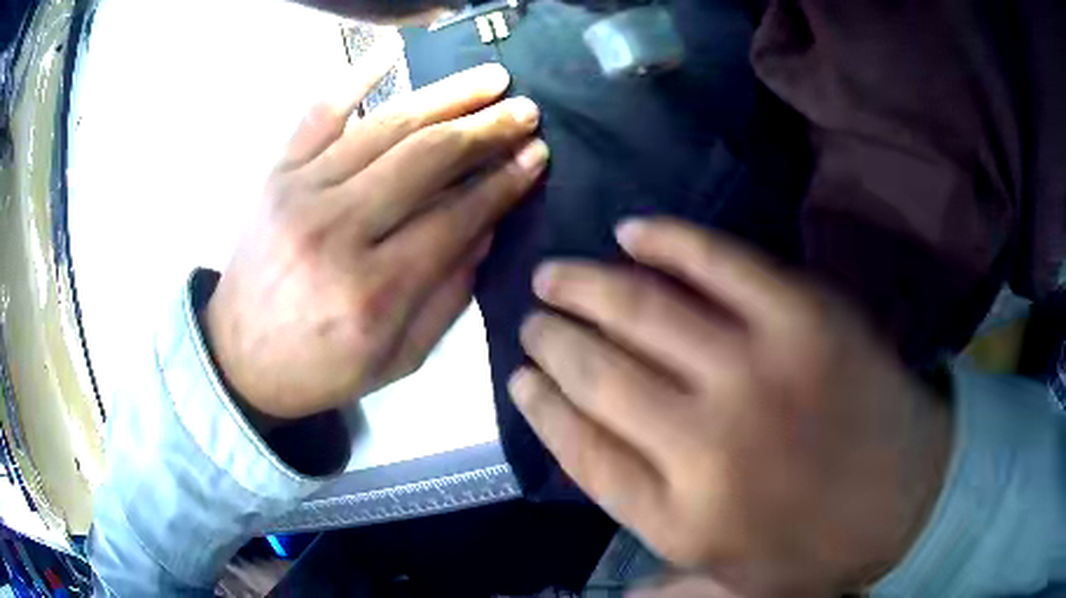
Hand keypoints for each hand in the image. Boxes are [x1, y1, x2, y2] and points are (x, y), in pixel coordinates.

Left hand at [205, 62, 547, 419]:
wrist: (239, 358)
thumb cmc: (321, 369)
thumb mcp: (398, 359)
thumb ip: (448, 296)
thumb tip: (487, 226)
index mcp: (372, 291)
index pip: (455, 217)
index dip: (503, 182)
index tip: (536, 155)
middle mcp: (336, 230)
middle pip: (424, 159)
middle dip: (485, 129)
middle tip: (524, 110)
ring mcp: (300, 192)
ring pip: (384, 127)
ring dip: (445, 96)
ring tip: (489, 79)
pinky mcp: (276, 175)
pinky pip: (318, 113)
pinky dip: (356, 76)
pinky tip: (393, 52)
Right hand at [510, 219, 951, 595]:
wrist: (913, 491)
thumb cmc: (821, 547)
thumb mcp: (733, 592)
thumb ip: (664, 589)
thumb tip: (599, 595)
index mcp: (681, 515)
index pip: (579, 447)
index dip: (540, 406)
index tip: (517, 377)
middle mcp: (704, 443)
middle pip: (597, 375)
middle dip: (551, 341)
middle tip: (532, 321)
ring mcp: (757, 369)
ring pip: (640, 312)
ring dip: (584, 288)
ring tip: (554, 275)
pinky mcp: (801, 315)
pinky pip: (717, 261)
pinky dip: (667, 240)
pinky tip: (629, 231)